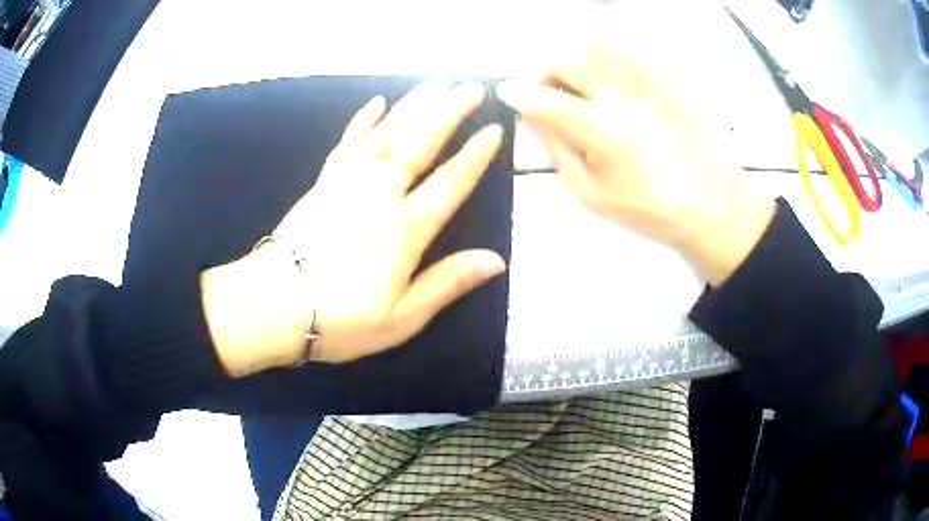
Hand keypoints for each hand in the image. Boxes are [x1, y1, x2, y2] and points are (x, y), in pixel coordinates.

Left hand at [203, 81, 505, 375]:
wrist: (274, 306)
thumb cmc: (340, 319)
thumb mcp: (402, 317)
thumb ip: (448, 283)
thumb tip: (496, 261)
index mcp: (405, 229)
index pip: (450, 183)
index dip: (475, 156)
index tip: (495, 129)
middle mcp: (380, 194)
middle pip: (420, 142)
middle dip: (448, 111)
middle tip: (471, 87)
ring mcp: (348, 183)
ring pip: (387, 133)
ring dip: (413, 105)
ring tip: (435, 83)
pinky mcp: (323, 183)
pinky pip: (348, 144)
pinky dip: (363, 121)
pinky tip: (376, 103)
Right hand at [496, 34, 774, 284]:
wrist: (712, 205)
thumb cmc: (649, 210)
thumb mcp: (592, 194)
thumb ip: (558, 152)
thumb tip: (534, 119)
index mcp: (598, 128)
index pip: (543, 98)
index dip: (517, 92)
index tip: (505, 91)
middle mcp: (619, 95)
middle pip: (565, 63)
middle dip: (543, 72)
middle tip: (544, 91)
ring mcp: (647, 84)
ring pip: (596, 48)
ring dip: (574, 58)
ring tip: (577, 81)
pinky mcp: (668, 81)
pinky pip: (631, 50)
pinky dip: (608, 51)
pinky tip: (608, 71)